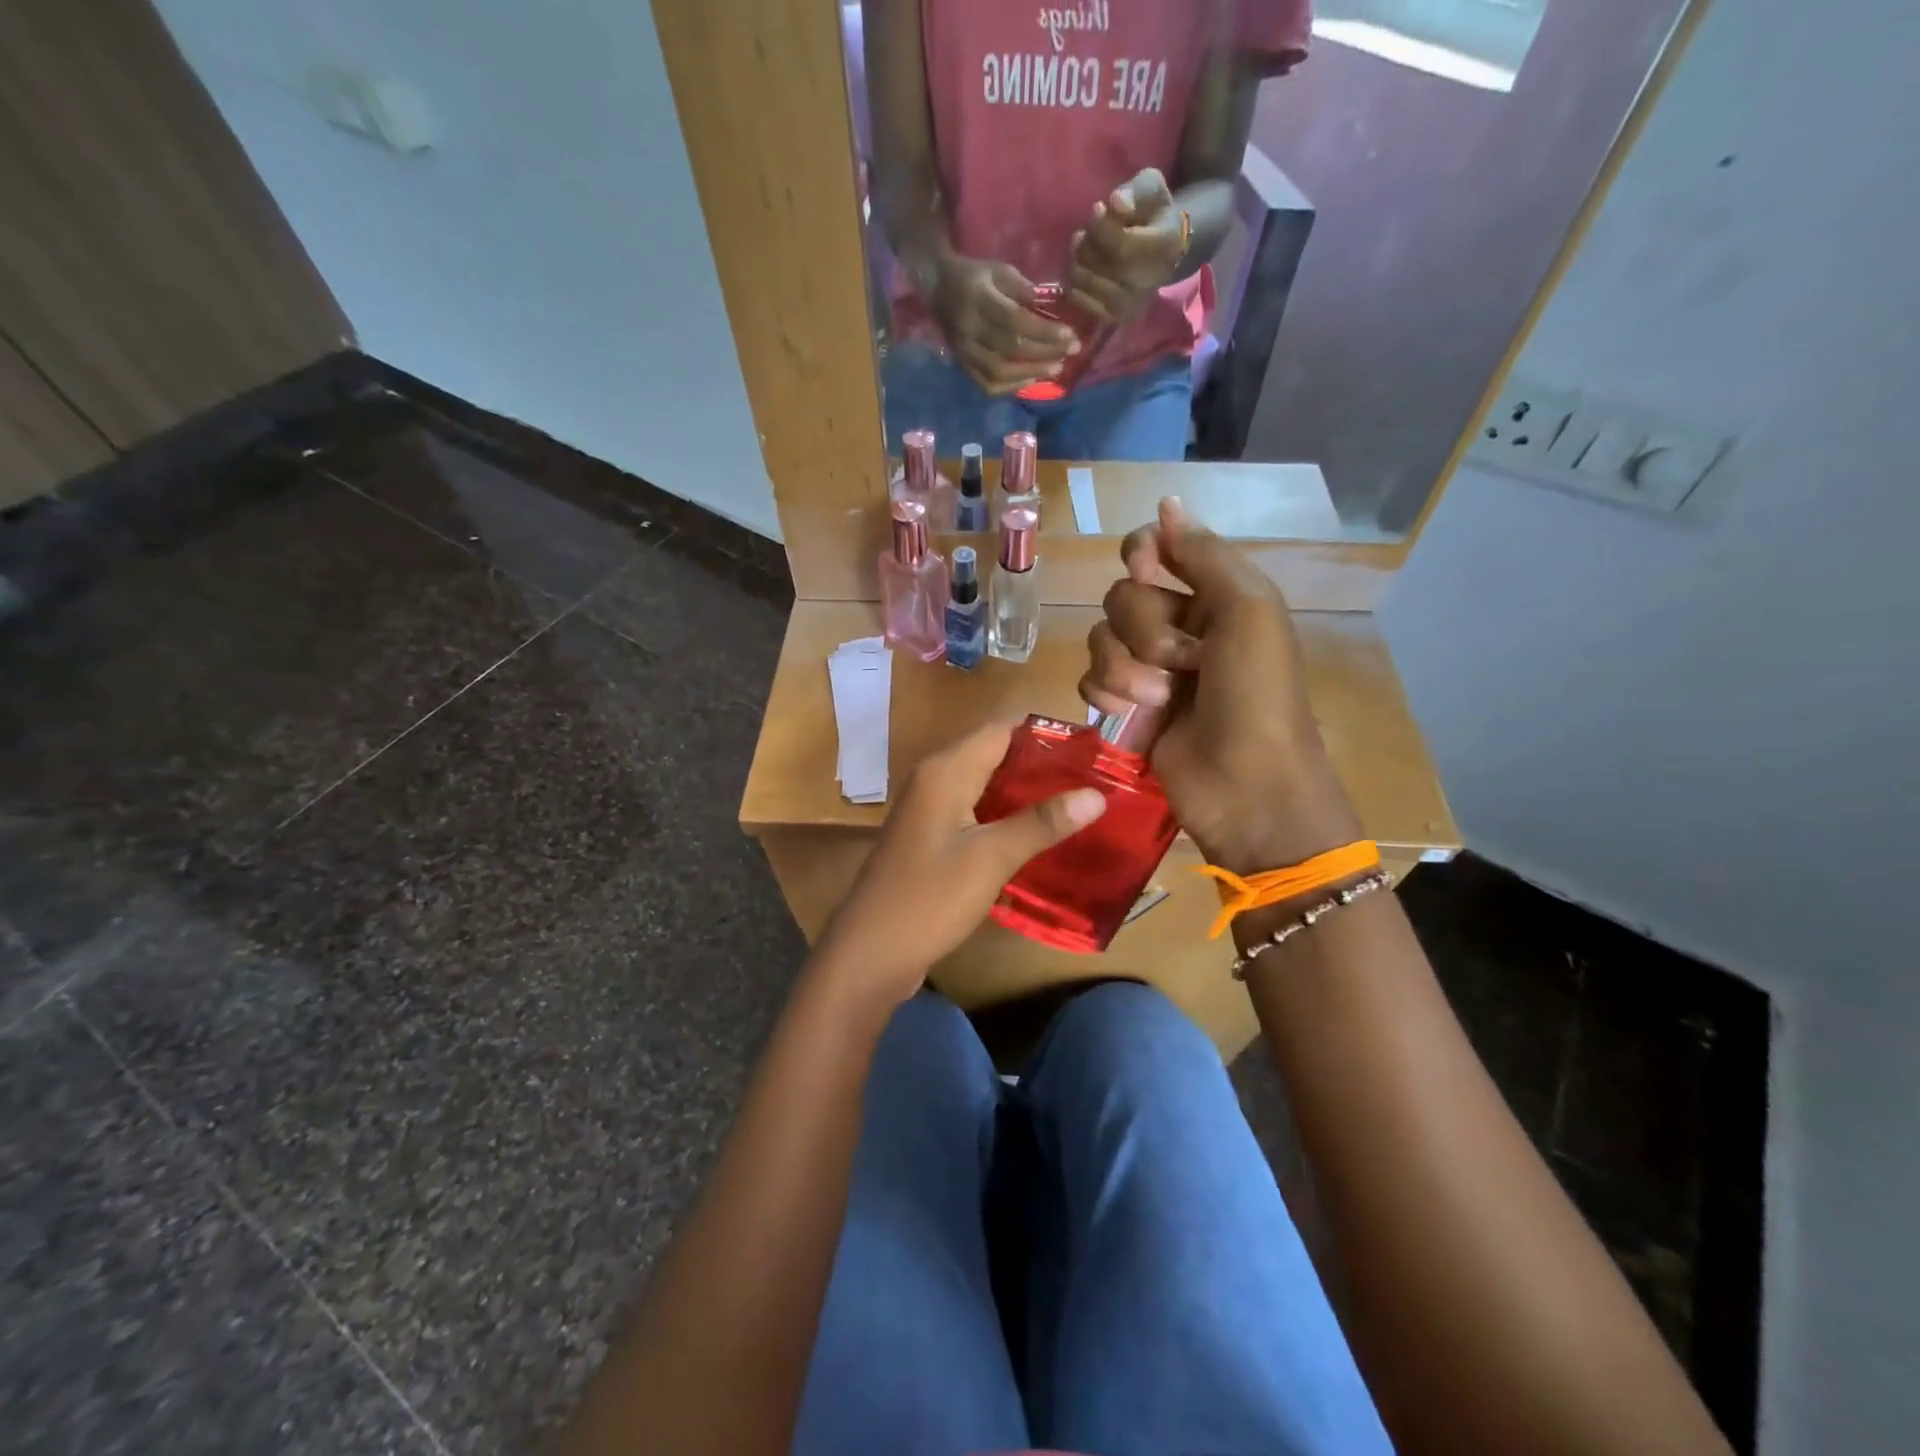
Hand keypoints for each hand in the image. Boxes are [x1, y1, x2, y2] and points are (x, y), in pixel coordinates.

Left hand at [813, 721, 1106, 1003]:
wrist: (870, 953)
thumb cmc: (929, 898)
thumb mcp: (991, 858)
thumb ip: (1041, 822)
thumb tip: (1097, 793)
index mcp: (945, 770)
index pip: (1003, 729)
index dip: (1047, 734)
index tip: (1092, 750)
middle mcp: (934, 779)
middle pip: (995, 754)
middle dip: (1042, 765)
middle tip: (1093, 780)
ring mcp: (930, 809)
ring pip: (986, 785)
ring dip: (1026, 792)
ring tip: (1077, 805)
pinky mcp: (931, 837)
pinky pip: (975, 811)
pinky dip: (1006, 816)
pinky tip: (1038, 834)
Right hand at [930, 254, 1079, 394]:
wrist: (938, 289)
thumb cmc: (976, 277)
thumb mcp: (1000, 270)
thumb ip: (1023, 290)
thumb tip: (1051, 309)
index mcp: (978, 299)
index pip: (1015, 321)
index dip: (1044, 331)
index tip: (1070, 334)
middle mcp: (969, 330)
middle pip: (1011, 349)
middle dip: (1045, 353)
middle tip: (1072, 352)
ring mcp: (964, 352)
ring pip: (1000, 371)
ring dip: (1032, 373)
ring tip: (1056, 369)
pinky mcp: (963, 366)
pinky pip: (988, 385)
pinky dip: (1012, 386)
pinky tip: (1031, 381)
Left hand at [1067, 168, 1187, 325]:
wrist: (1164, 252)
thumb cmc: (1154, 214)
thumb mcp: (1150, 188)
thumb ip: (1135, 191)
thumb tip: (1115, 203)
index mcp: (1164, 247)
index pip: (1122, 245)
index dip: (1101, 227)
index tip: (1096, 209)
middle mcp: (1150, 283)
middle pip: (1103, 267)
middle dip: (1087, 246)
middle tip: (1084, 233)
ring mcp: (1132, 305)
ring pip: (1091, 286)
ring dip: (1077, 264)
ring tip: (1080, 248)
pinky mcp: (1116, 318)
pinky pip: (1085, 304)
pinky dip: (1075, 285)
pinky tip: (1079, 269)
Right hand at [1078, 497, 1362, 873]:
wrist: (1246, 785)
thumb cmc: (1256, 695)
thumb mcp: (1248, 611)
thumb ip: (1204, 555)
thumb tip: (1166, 502)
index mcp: (1212, 596)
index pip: (1152, 549)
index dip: (1142, 556)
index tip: (1148, 571)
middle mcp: (1177, 625)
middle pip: (1120, 596)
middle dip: (1145, 631)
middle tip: (1182, 663)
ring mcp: (1148, 668)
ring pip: (1099, 639)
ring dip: (1126, 670)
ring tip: (1162, 701)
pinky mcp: (1125, 707)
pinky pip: (1090, 679)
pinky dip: (1108, 696)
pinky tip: (1135, 717)